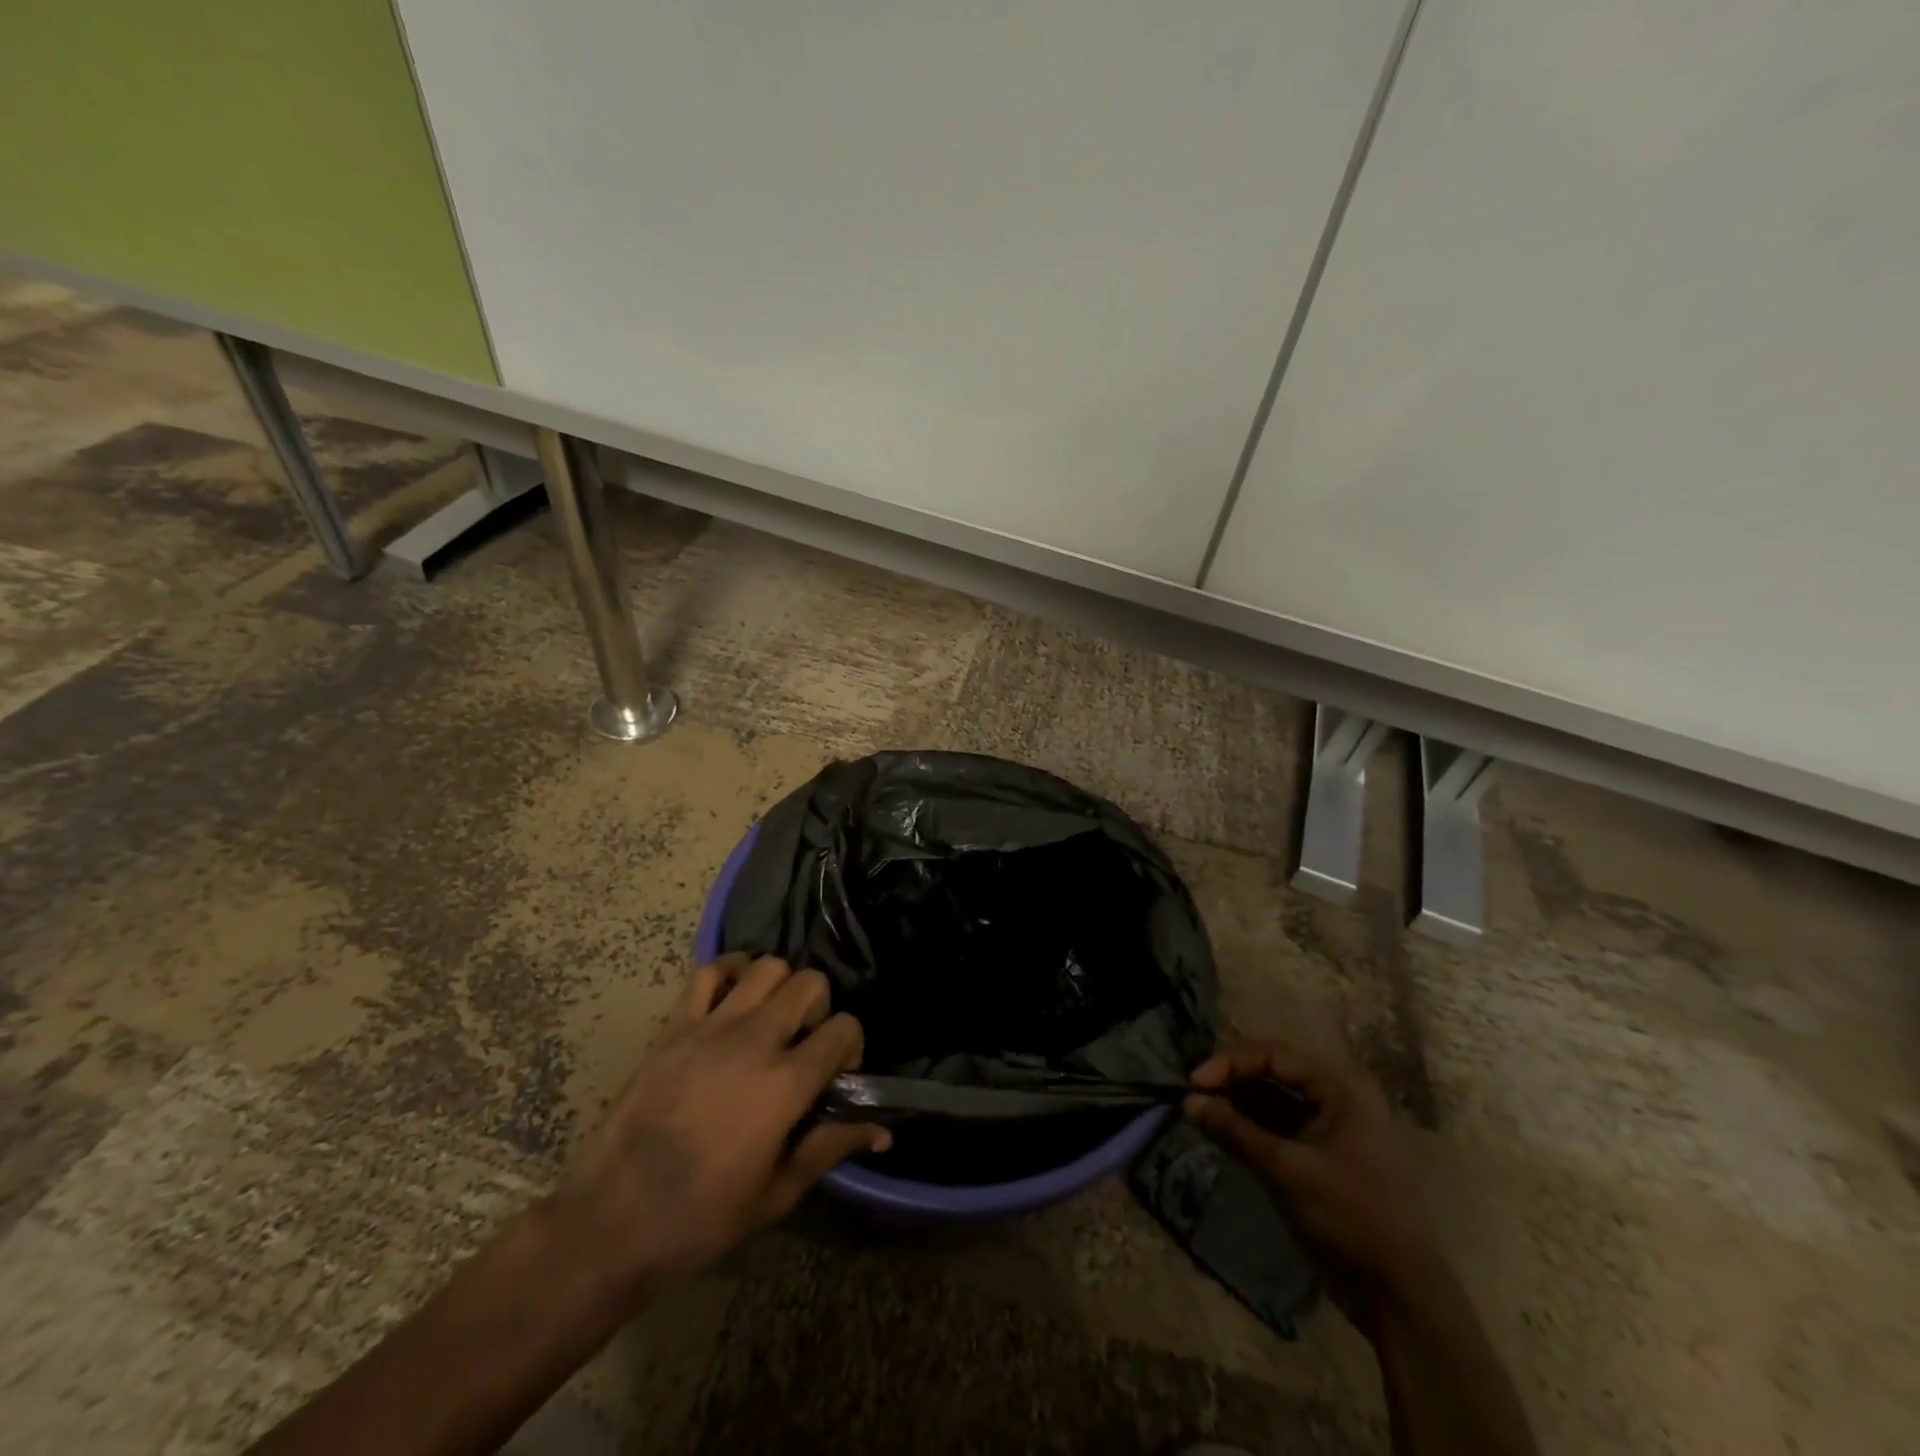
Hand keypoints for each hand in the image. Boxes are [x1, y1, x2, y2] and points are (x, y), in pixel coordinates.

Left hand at [543, 955, 887, 1310]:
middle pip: (810, 983)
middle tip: (803, 1043)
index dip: (851, 1046)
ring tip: (770, 1020)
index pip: (845, 1028)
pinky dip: (730, 972)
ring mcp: (711, 1027)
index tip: (836, 1075)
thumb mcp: (777, 1194)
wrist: (613, 1220)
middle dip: (819, 1008)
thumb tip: (883, 1133)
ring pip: (767, 966)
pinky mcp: (675, 1025)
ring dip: (780, 987)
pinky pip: (709, 971)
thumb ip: (830, 1148)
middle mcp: (755, 1041)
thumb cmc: (701, 1217)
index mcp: (786, 1084)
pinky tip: (733, 999)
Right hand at [1184, 1042, 1439, 1321]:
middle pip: (1272, 1073)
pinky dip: (1250, 1127)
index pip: (1272, 1055)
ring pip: (1273, 1100)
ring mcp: (1332, 1128)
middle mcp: (1338, 1098)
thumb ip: (1235, 1131)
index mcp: (1340, 1088)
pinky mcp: (1323, 1156)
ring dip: (1237, 1104)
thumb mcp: (1286, 1171)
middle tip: (1193, 1097)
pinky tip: (1222, 1133)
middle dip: (1230, 1082)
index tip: (1193, 1083)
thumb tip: (1187, 1101)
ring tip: (1200, 1114)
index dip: (1228, 1063)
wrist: (1400, 1297)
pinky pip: (1280, 1127)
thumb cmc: (1349, 1218)